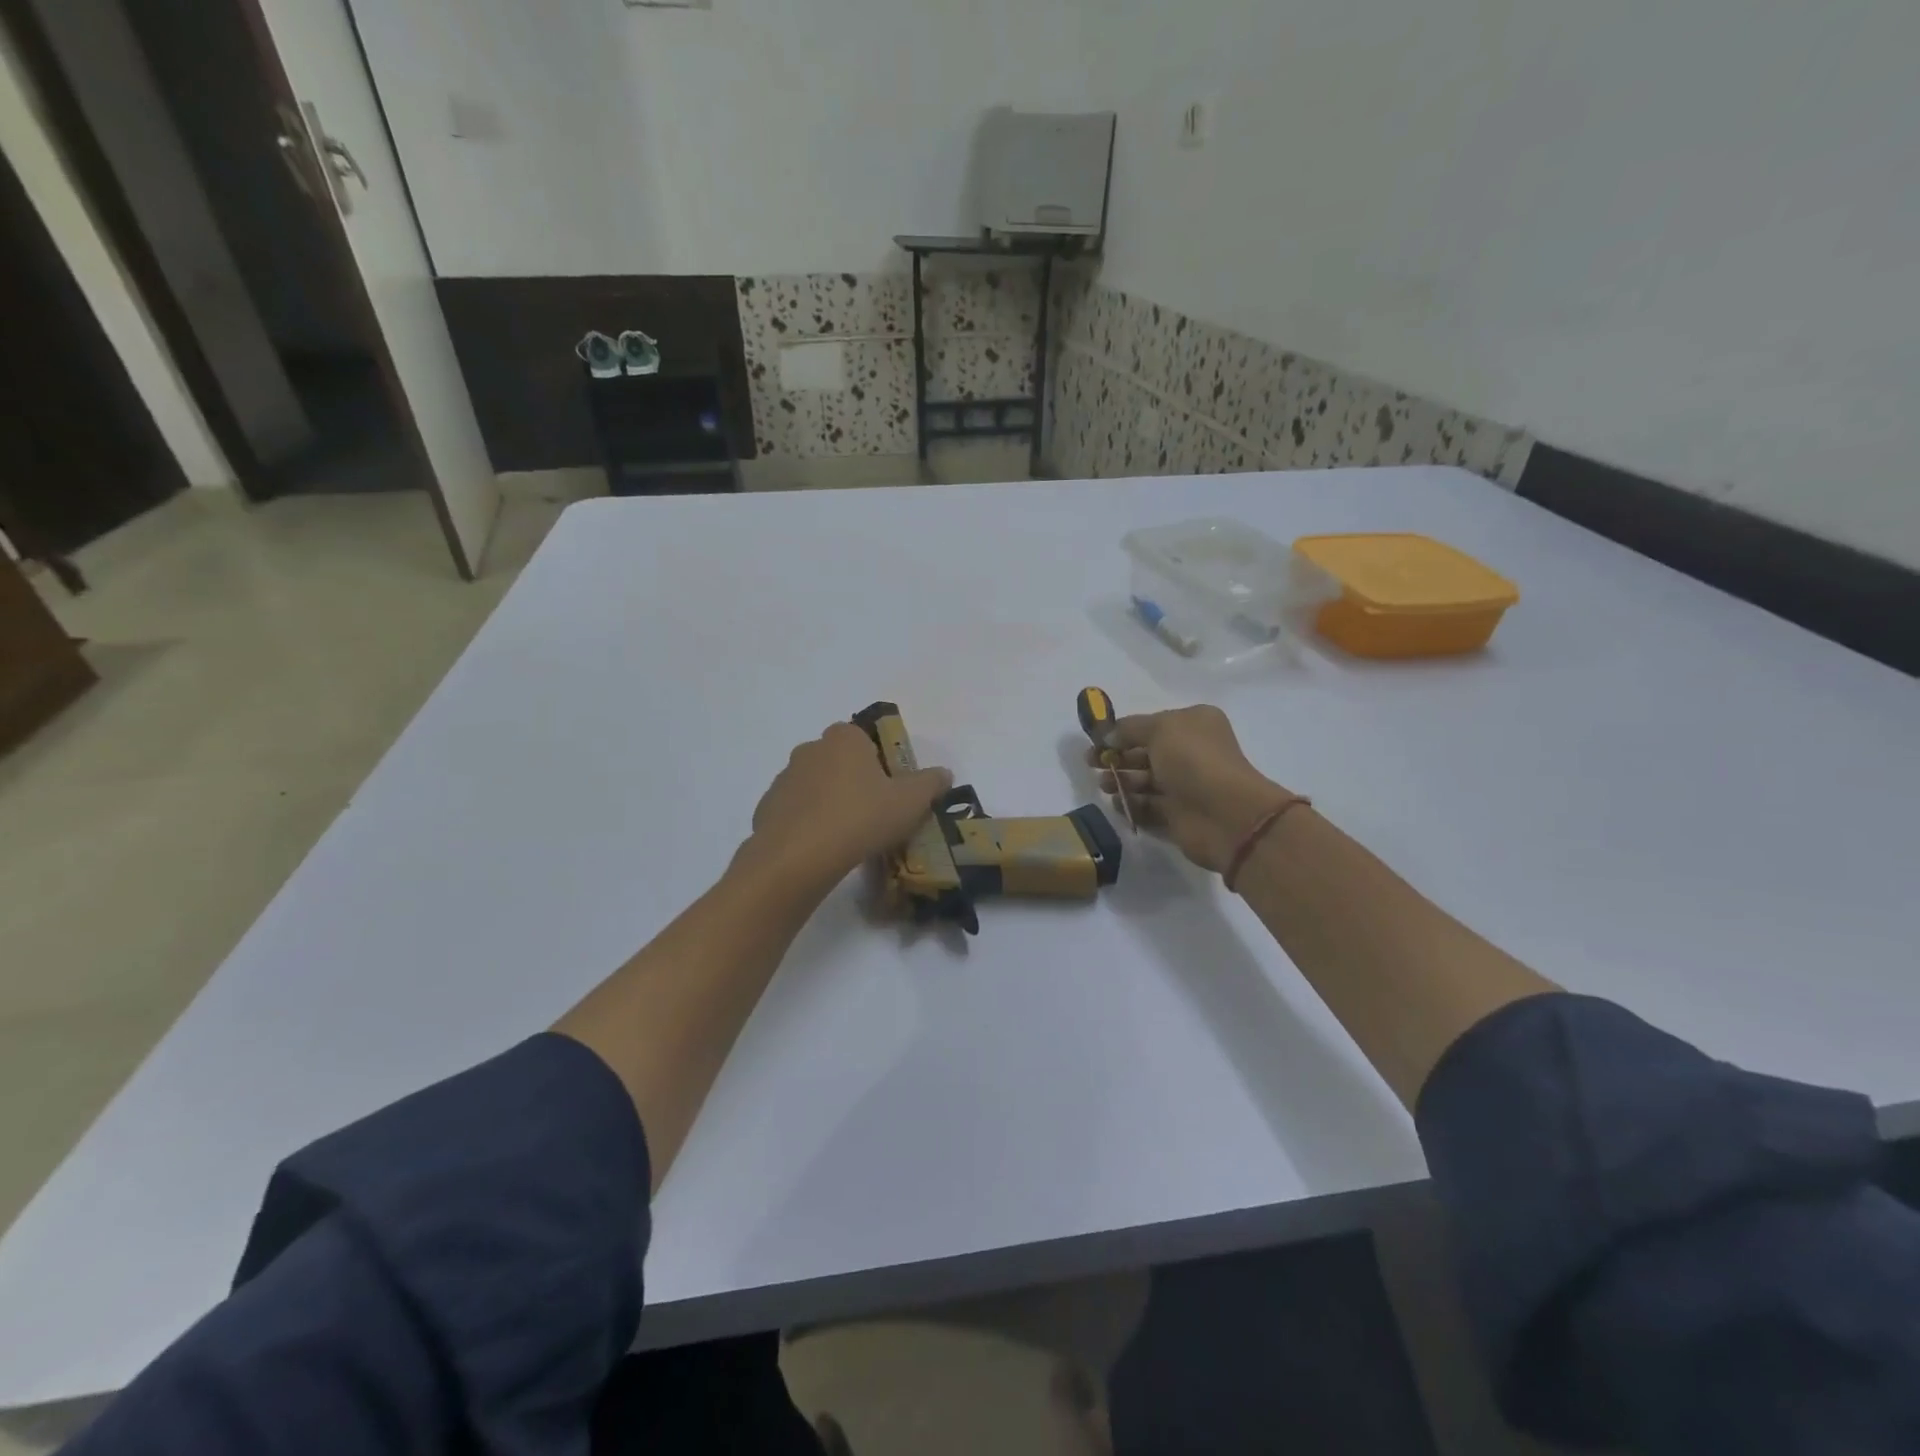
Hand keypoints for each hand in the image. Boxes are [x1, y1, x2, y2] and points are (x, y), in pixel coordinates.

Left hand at [743, 721, 952, 886]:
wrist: (797, 858)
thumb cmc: (860, 818)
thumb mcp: (910, 802)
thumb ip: (930, 783)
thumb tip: (944, 773)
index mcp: (844, 738)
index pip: (866, 739)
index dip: (881, 763)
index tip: (891, 791)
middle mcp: (810, 749)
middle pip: (840, 761)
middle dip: (855, 782)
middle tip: (874, 814)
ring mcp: (784, 778)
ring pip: (816, 787)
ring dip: (830, 803)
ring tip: (848, 838)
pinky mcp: (767, 808)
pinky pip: (796, 812)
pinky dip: (809, 825)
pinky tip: (822, 850)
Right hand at [1085, 705, 1292, 872]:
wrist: (1225, 814)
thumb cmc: (1194, 760)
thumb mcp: (1160, 729)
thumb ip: (1129, 728)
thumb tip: (1108, 736)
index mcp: (1193, 724)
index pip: (1151, 725)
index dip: (1122, 731)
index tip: (1096, 740)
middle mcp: (1190, 752)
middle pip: (1145, 752)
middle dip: (1116, 757)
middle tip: (1091, 764)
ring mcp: (1185, 785)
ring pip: (1144, 780)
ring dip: (1120, 781)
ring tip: (1104, 786)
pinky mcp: (1178, 814)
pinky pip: (1148, 806)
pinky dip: (1131, 804)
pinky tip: (1117, 804)